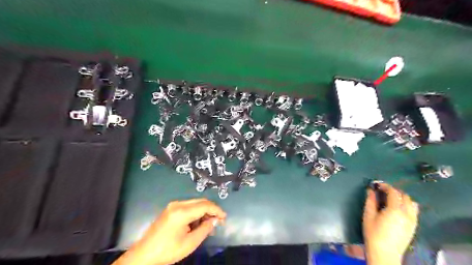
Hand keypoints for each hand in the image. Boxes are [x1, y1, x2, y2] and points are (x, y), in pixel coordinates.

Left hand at [112, 197, 226, 264]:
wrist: (144, 255)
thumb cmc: (168, 251)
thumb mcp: (190, 243)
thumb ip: (205, 229)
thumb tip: (214, 220)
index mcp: (182, 212)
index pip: (205, 205)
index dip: (217, 210)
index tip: (224, 218)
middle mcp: (177, 204)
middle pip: (201, 201)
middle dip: (211, 210)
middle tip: (218, 221)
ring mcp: (173, 205)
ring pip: (195, 203)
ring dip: (204, 211)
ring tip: (209, 224)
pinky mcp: (170, 209)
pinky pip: (188, 206)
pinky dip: (196, 212)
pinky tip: (198, 222)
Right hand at [362, 182, 417, 264]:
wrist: (385, 253)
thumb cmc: (373, 233)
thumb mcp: (368, 215)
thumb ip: (370, 201)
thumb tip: (370, 190)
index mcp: (395, 210)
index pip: (393, 192)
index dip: (385, 186)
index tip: (377, 185)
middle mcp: (407, 214)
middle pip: (404, 196)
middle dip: (394, 190)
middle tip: (382, 191)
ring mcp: (412, 221)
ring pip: (412, 203)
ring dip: (402, 198)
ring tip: (391, 199)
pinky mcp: (413, 226)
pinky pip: (414, 211)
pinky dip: (407, 205)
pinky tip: (397, 209)